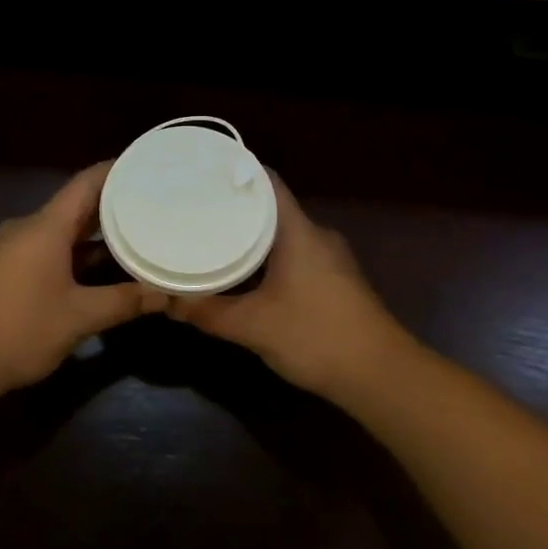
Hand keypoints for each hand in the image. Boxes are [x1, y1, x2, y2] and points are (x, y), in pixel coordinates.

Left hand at [0, 163, 164, 394]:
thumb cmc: (19, 329)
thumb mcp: (79, 317)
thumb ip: (124, 301)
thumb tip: (166, 295)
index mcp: (45, 227)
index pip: (86, 183)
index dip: (116, 171)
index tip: (146, 166)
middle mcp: (27, 229)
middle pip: (75, 206)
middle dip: (112, 206)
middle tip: (152, 205)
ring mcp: (12, 250)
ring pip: (61, 232)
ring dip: (94, 235)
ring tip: (135, 236)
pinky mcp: (4, 272)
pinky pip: (47, 250)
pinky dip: (75, 254)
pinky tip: (99, 270)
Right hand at [168, 177, 415, 398]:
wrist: (380, 376)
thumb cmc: (315, 337)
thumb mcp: (252, 326)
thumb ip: (207, 312)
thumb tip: (166, 301)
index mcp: (298, 231)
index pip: (267, 182)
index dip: (236, 172)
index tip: (203, 173)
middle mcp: (316, 236)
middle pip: (272, 208)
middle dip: (235, 208)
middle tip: (195, 209)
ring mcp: (330, 259)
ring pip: (283, 235)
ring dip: (251, 236)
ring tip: (211, 238)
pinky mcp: (335, 281)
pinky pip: (294, 255)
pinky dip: (267, 258)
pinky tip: (245, 275)